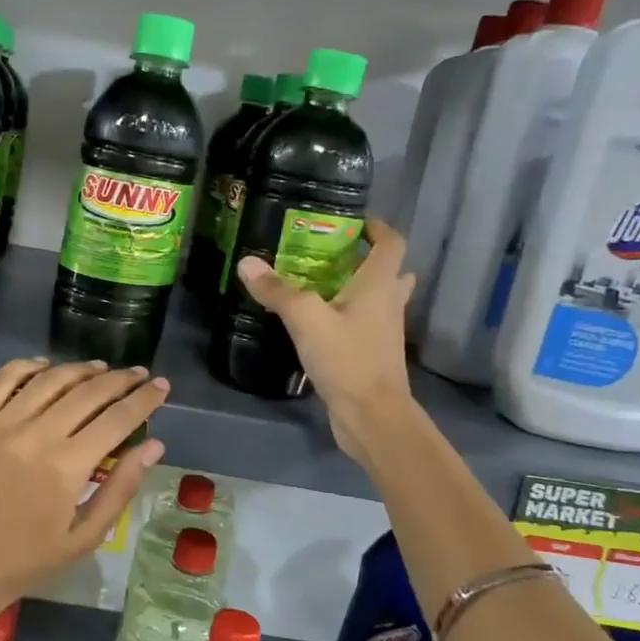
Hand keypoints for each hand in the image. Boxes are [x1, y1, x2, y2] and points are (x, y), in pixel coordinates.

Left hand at [0, 359, 166, 640]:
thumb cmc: (26, 561)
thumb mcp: (85, 537)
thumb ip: (121, 488)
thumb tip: (154, 445)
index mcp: (67, 467)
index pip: (118, 419)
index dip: (144, 399)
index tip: (162, 386)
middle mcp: (35, 435)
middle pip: (87, 392)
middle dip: (120, 379)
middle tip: (138, 374)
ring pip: (49, 379)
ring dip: (80, 369)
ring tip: (100, 369)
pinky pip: (2, 379)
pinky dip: (28, 366)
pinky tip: (46, 367)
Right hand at [236, 217, 417, 460]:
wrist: (372, 416)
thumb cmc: (347, 359)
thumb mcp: (306, 319)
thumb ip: (278, 291)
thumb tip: (247, 263)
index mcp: (379, 285)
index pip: (392, 244)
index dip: (378, 229)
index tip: (355, 223)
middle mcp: (389, 304)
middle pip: (390, 272)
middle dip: (366, 259)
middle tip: (334, 256)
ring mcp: (384, 332)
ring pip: (378, 300)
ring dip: (359, 289)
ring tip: (322, 286)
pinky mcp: (373, 356)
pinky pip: (365, 325)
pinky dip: (349, 317)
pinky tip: (319, 324)